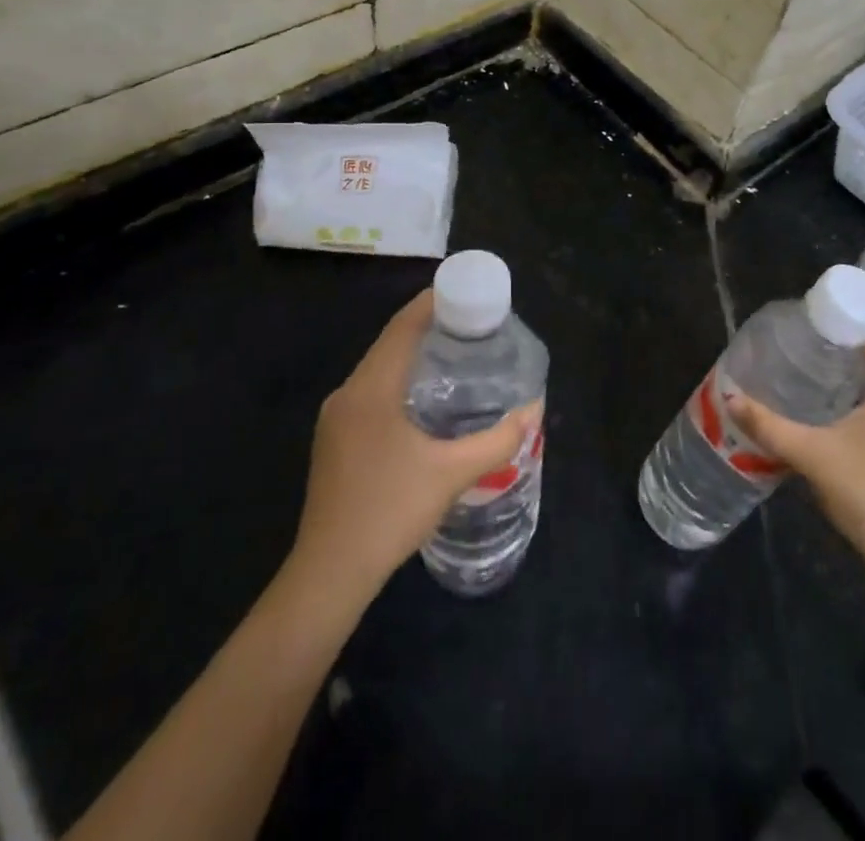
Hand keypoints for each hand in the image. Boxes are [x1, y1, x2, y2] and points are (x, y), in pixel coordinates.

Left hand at [288, 289, 540, 601]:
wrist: (329, 574)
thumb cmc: (389, 512)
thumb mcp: (452, 474)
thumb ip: (497, 440)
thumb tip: (534, 409)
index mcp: (370, 390)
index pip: (401, 328)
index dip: (430, 303)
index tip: (464, 291)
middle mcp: (347, 395)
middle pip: (389, 345)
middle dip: (427, 328)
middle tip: (471, 325)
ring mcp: (336, 420)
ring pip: (379, 370)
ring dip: (412, 356)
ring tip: (455, 356)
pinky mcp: (335, 442)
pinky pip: (371, 393)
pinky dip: (399, 382)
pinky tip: (425, 401)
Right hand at [725, 323, 864, 578]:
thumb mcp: (813, 457)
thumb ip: (770, 426)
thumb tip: (730, 397)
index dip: (851, 309)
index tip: (816, 304)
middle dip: (841, 336)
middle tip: (800, 331)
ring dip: (848, 366)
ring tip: (807, 360)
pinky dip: (856, 391)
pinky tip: (827, 405)